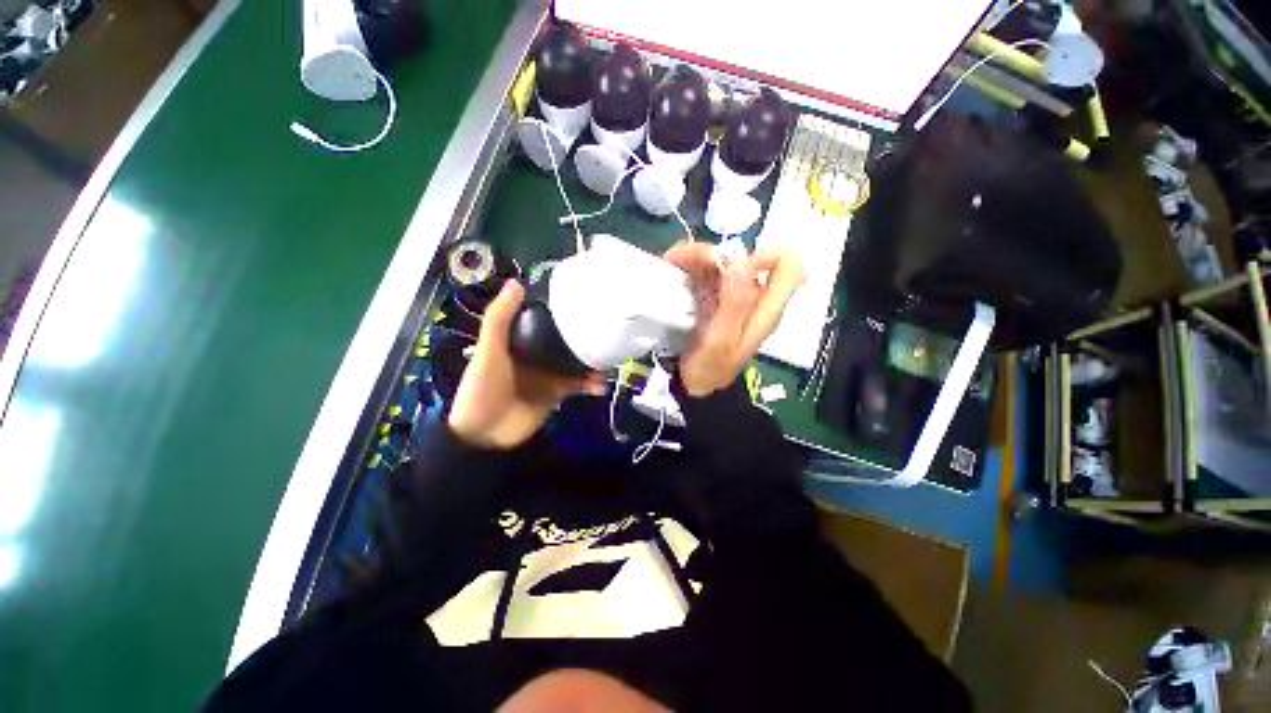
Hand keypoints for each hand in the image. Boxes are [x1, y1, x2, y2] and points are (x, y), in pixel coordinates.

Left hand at [449, 280, 603, 448]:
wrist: (486, 435)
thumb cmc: (483, 388)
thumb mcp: (490, 350)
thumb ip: (499, 318)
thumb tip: (517, 282)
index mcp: (518, 340)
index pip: (542, 318)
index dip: (558, 308)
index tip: (580, 297)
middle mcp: (536, 353)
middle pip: (563, 339)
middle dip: (582, 334)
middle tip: (604, 326)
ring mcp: (549, 374)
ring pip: (576, 361)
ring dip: (591, 359)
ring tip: (609, 355)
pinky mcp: (558, 393)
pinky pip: (579, 385)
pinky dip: (591, 384)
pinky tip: (600, 384)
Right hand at [664, 243, 803, 396]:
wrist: (697, 387)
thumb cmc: (710, 369)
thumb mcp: (720, 342)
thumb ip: (734, 305)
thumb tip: (741, 262)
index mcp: (766, 309)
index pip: (789, 266)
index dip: (765, 255)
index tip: (730, 264)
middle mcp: (754, 298)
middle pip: (747, 258)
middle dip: (716, 253)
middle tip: (683, 259)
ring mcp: (734, 298)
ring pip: (724, 263)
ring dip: (699, 257)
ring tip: (672, 260)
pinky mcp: (716, 300)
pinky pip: (708, 274)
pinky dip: (692, 267)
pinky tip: (674, 269)